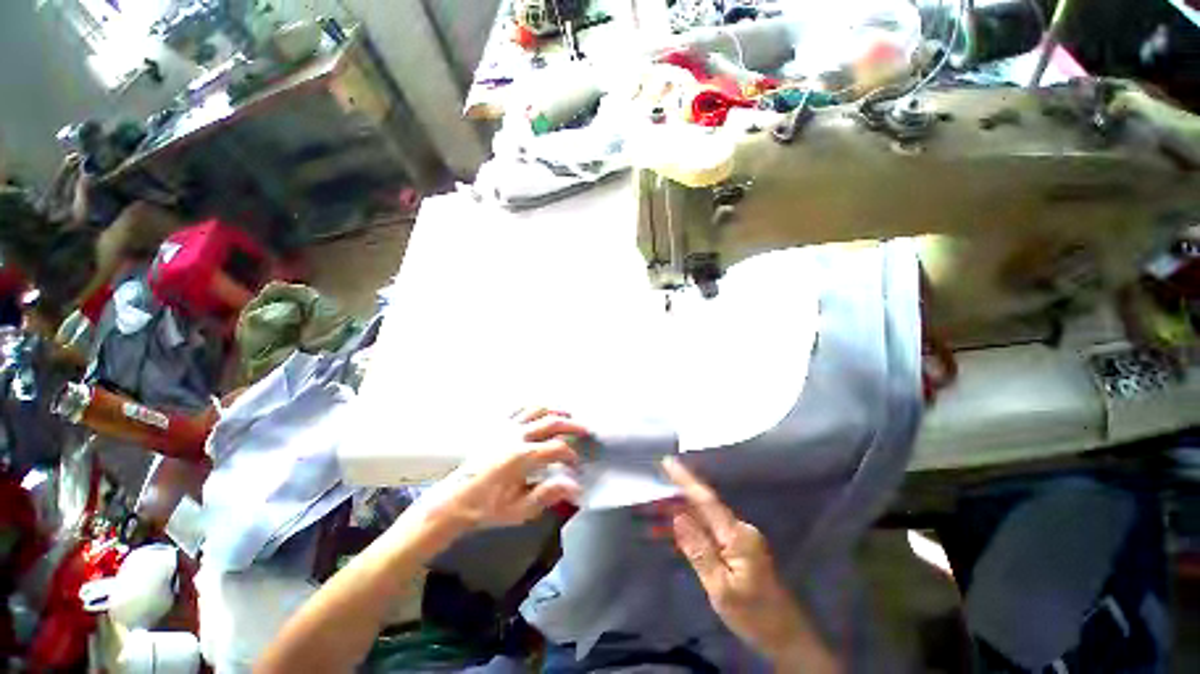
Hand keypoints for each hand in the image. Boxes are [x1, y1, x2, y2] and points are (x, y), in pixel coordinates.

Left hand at [417, 408, 584, 533]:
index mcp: (523, 456)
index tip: (576, 466)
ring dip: (555, 410)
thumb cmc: (488, 507)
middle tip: (586, 430)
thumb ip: (548, 495)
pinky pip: (519, 408)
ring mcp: (506, 427)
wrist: (456, 499)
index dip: (572, 456)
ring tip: (568, 414)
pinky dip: (534, 407)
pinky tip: (541, 411)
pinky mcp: (497, 426)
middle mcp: (517, 436)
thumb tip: (575, 487)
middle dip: (572, 425)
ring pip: (537, 409)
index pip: (557, 449)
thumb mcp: (519, 509)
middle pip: (552, 422)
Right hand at [663, 457, 836, 671]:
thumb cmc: (754, 616)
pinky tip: (669, 533)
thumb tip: (677, 517)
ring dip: (678, 515)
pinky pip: (707, 532)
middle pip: (701, 507)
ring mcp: (738, 538)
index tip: (667, 462)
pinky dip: (688, 531)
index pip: (706, 500)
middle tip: (649, 495)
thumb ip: (698, 551)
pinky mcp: (736, 549)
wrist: (786, 637)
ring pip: (702, 519)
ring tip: (651, 513)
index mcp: (737, 535)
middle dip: (674, 499)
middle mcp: (739, 529)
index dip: (685, 480)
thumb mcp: (721, 588)